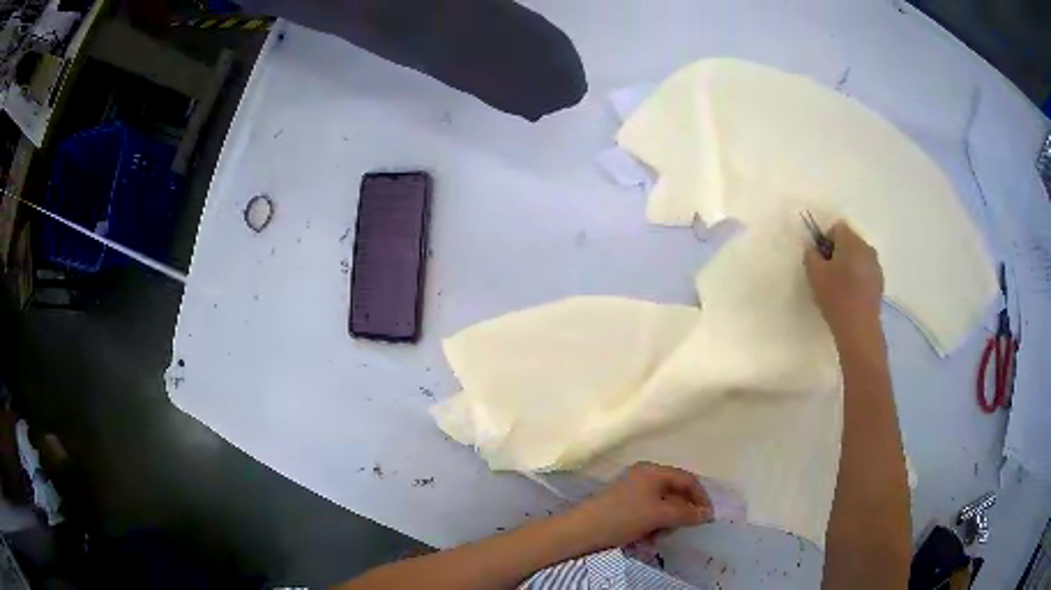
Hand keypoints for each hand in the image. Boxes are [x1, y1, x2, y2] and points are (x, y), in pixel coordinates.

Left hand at [566, 462, 710, 550]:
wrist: (580, 531)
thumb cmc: (623, 517)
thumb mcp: (659, 515)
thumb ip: (686, 513)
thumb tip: (706, 514)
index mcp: (653, 471)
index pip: (687, 480)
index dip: (700, 498)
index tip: (707, 518)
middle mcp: (643, 477)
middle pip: (674, 493)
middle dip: (679, 514)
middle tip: (677, 530)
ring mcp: (632, 492)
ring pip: (661, 507)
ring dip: (664, 524)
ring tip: (656, 537)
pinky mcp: (622, 507)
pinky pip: (647, 515)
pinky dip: (650, 527)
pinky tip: (643, 540)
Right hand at [805, 221, 884, 342]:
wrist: (859, 329)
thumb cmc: (836, 298)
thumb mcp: (814, 275)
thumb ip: (811, 255)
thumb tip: (813, 249)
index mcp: (851, 241)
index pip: (837, 227)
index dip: (825, 240)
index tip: (820, 259)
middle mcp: (866, 248)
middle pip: (849, 240)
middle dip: (838, 251)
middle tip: (827, 273)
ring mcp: (875, 265)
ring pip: (858, 256)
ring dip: (849, 264)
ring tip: (839, 286)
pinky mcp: (880, 282)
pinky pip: (865, 271)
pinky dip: (857, 277)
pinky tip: (850, 296)